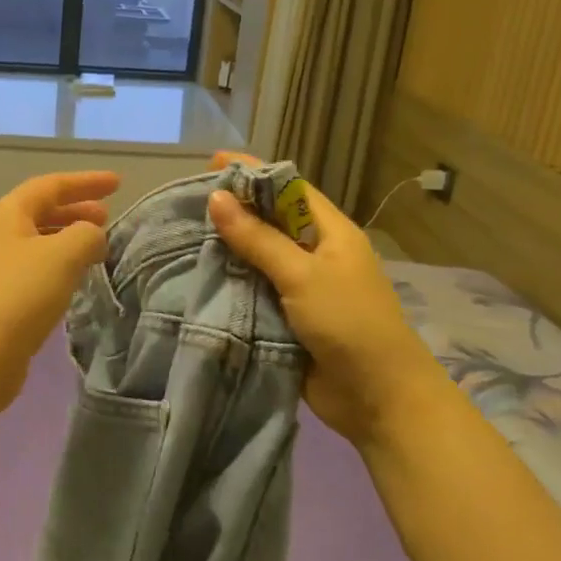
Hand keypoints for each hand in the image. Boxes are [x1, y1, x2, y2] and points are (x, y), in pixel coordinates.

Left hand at [0, 171, 119, 395]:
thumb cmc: (20, 294)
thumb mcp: (63, 255)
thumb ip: (87, 234)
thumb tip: (92, 235)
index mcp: (8, 213)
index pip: (51, 185)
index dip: (86, 182)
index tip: (118, 183)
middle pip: (41, 210)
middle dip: (76, 209)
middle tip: (108, 216)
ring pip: (38, 240)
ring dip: (68, 237)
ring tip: (97, 246)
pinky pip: (35, 267)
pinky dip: (59, 263)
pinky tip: (75, 278)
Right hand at [205, 152, 441, 445]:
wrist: (378, 399)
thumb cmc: (348, 323)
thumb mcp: (302, 275)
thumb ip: (258, 238)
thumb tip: (216, 198)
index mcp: (330, 232)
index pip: (289, 188)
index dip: (254, 172)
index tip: (213, 161)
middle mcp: (315, 253)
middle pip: (270, 220)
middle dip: (234, 208)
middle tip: (188, 199)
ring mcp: (301, 286)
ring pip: (258, 255)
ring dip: (227, 246)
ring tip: (183, 232)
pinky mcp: (287, 316)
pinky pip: (253, 289)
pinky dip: (230, 281)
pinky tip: (198, 274)